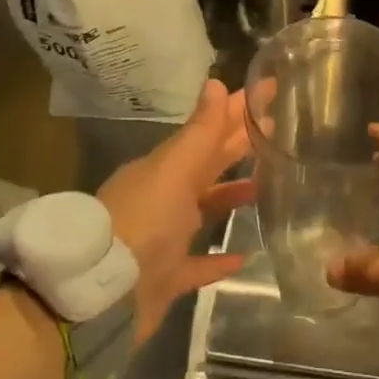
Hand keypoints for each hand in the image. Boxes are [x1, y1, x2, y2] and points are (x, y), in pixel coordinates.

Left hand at [97, 79, 255, 342]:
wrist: (100, 295)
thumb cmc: (143, 222)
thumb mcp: (174, 169)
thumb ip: (200, 131)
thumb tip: (217, 82)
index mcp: (165, 166)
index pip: (208, 129)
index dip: (236, 109)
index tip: (268, 89)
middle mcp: (165, 196)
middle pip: (209, 164)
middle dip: (239, 144)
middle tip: (278, 127)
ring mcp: (165, 237)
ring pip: (205, 208)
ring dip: (231, 195)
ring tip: (267, 184)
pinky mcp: (167, 276)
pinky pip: (199, 263)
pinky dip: (220, 259)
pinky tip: (245, 255)